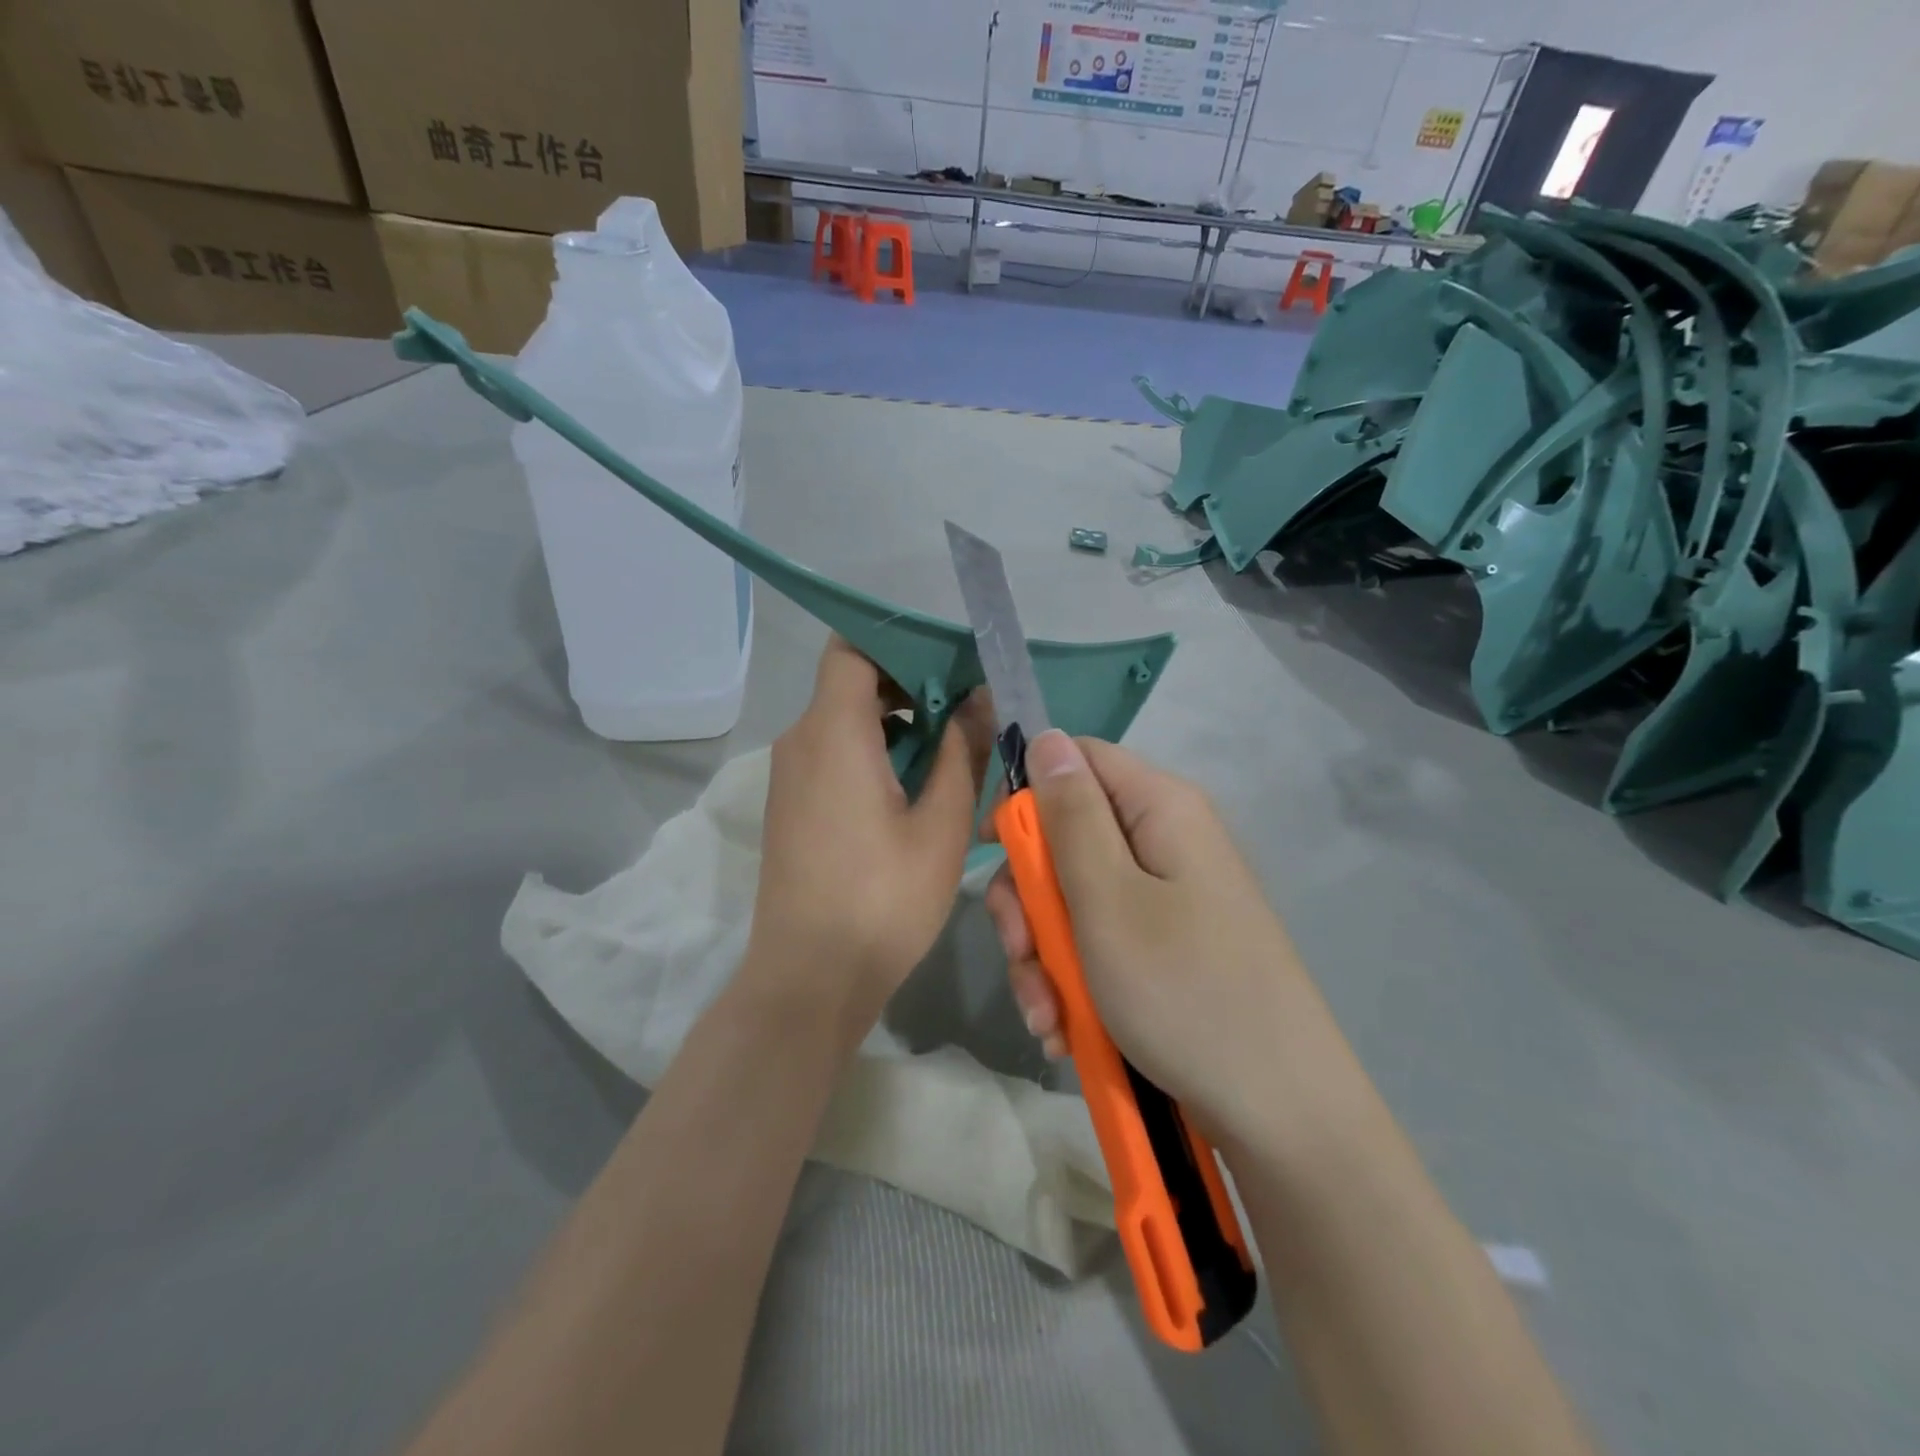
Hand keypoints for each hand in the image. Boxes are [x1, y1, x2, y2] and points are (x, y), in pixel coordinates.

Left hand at [747, 638, 993, 1023]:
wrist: (809, 979)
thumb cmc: (882, 900)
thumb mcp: (940, 826)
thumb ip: (961, 752)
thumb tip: (980, 700)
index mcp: (832, 733)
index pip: (852, 649)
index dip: (899, 646)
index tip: (950, 668)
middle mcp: (800, 741)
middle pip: (850, 683)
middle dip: (909, 687)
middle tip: (966, 711)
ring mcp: (790, 775)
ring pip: (843, 720)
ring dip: (894, 724)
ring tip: (950, 751)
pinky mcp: (792, 805)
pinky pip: (832, 753)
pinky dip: (872, 752)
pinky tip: (914, 788)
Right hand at [984, 731, 1316, 1143]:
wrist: (1279, 1113)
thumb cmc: (1183, 991)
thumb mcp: (1107, 899)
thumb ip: (1070, 815)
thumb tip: (1046, 738)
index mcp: (1160, 808)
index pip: (1077, 761)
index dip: (1026, 796)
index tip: (991, 851)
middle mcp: (1165, 842)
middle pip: (1067, 839)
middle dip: (1029, 901)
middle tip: (1021, 954)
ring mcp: (1168, 899)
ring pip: (1075, 901)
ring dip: (1045, 956)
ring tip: (1046, 1017)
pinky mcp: (1166, 948)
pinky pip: (1101, 943)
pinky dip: (1075, 982)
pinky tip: (1066, 1031)